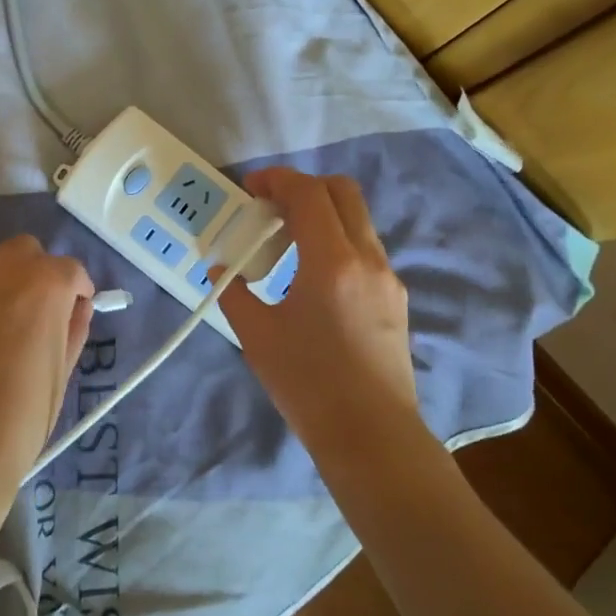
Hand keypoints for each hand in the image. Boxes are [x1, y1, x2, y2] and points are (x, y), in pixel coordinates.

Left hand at [0, 237, 94, 494]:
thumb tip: (76, 308)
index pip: (69, 269)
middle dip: (32, 273)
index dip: (73, 290)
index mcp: (45, 283)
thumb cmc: (21, 416)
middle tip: (29, 311)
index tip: (71, 310)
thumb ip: (73, 329)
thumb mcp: (61, 373)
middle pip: (22, 251)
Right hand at [215, 169, 419, 446]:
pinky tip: (312, 275)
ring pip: (357, 218)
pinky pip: (364, 247)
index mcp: (331, 261)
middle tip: (270, 208)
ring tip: (286, 243)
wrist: (371, 435)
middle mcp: (367, 257)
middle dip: (304, 187)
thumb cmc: (308, 385)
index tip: (250, 189)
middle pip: (342, 191)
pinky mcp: (395, 297)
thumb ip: (234, 294)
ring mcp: (387, 276)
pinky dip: (337, 239)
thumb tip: (220, 270)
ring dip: (322, 214)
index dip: (276, 180)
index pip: (308, 193)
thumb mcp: (257, 337)